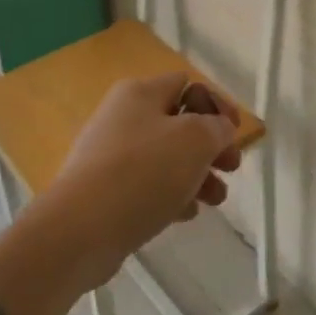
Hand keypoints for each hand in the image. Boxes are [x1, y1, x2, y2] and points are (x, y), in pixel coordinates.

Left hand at [42, 72, 242, 288]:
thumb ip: (217, 128)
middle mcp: (123, 116)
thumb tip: (218, 128)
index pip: (189, 84)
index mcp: (140, 93)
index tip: (235, 133)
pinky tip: (186, 214)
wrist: (80, 230)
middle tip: (231, 168)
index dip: (217, 105)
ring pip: (166, 157)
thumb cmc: (143, 172)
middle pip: (180, 123)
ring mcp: (110, 155)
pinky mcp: (104, 190)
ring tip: (215, 200)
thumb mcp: (195, 140)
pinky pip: (147, 185)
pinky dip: (171, 195)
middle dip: (211, 146)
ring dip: (197, 174)